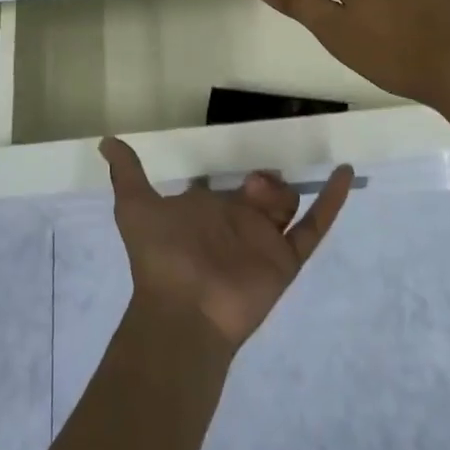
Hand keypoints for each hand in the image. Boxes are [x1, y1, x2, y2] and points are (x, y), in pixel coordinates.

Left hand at [102, 137, 352, 350]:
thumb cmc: (161, 256)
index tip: (248, 159)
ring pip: (288, 205)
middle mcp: (241, 223)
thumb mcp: (137, 208)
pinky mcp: (287, 259)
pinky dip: (332, 200)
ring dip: (282, 193)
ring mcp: (265, 241)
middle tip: (254, 186)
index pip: (233, 186)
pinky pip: (315, 226)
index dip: (239, 174)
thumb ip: (128, 174)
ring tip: (262, 200)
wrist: (183, 308)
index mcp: (212, 210)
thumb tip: (106, 140)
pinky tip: (343, 172)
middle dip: (264, 183)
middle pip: (265, 192)